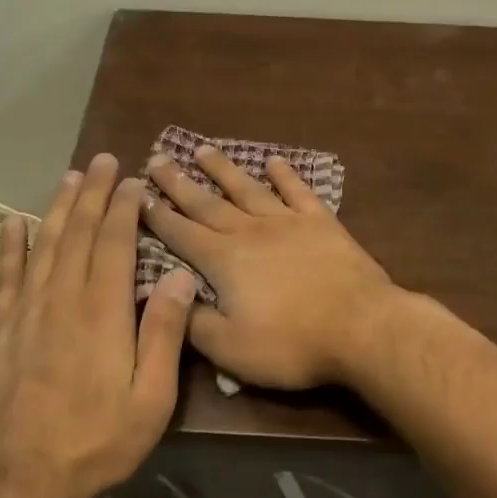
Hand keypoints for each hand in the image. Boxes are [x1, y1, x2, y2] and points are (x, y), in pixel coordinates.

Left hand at [0, 155, 196, 497]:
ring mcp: (25, 313)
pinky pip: (6, 277)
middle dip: (92, 194)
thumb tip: (177, 277)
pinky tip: (14, 222)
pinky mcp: (0, 331)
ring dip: (58, 208)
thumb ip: (164, 333)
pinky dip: (11, 246)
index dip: (123, 208)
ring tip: (70, 177)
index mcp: (102, 312)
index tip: (132, 181)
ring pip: (43, 245)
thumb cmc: (98, 439)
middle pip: (77, 233)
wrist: (21, 478)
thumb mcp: (151, 397)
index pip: (113, 243)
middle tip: (103, 160)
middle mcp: (61, 299)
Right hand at [143, 145, 398, 388]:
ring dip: (223, 169)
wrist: (361, 327)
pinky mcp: (322, 223)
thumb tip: (165, 298)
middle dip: (178, 182)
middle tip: (156, 159)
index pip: (180, 233)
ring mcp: (288, 222)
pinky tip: (274, 161)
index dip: (155, 215)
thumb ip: (193, 322)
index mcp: (223, 260)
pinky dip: (285, 175)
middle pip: (207, 203)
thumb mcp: (230, 348)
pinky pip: (298, 192)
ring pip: (247, 189)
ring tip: (202, 149)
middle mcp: (250, 231)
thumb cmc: (291, 343)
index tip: (135, 194)